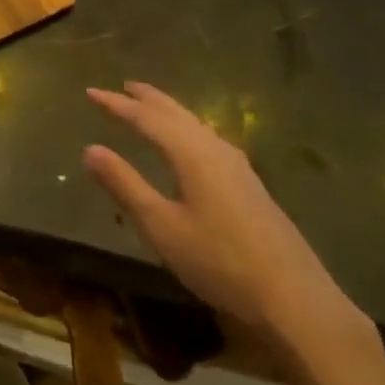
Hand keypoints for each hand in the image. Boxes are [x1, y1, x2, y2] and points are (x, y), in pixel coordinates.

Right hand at [85, 82, 367, 357]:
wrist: (294, 298)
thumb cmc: (219, 261)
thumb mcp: (162, 227)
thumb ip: (125, 185)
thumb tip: (90, 149)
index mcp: (192, 153)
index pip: (147, 118)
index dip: (116, 104)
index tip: (90, 92)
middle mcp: (215, 149)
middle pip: (176, 113)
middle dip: (147, 99)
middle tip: (123, 86)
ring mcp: (237, 166)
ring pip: (195, 124)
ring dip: (169, 111)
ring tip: (150, 106)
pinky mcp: (249, 184)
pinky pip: (207, 138)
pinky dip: (186, 128)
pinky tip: (189, 143)